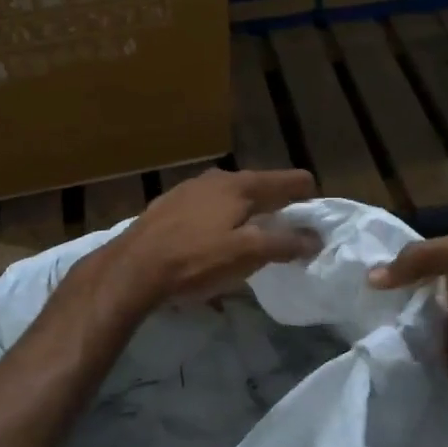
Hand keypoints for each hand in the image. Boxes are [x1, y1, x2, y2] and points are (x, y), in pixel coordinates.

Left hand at [102, 168, 319, 308]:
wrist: (133, 268)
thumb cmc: (196, 260)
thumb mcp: (247, 254)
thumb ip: (285, 243)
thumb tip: (315, 238)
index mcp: (241, 185)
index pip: (289, 180)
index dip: (307, 197)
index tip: (315, 220)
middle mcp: (216, 178)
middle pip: (259, 186)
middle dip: (277, 204)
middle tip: (286, 231)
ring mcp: (189, 189)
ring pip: (230, 195)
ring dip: (246, 212)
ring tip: (251, 236)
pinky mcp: (168, 206)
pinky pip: (206, 207)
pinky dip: (220, 219)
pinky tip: (212, 239)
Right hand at [368, 231, 447, 424]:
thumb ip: (419, 255)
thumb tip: (373, 278)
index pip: (419, 248)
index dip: (392, 253)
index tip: (360, 263)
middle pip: (407, 277)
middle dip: (384, 283)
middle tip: (353, 288)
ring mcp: (444, 317)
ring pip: (402, 305)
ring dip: (383, 309)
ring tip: (355, 310)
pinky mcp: (432, 345)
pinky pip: (401, 332)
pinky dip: (388, 332)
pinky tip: (370, 331)